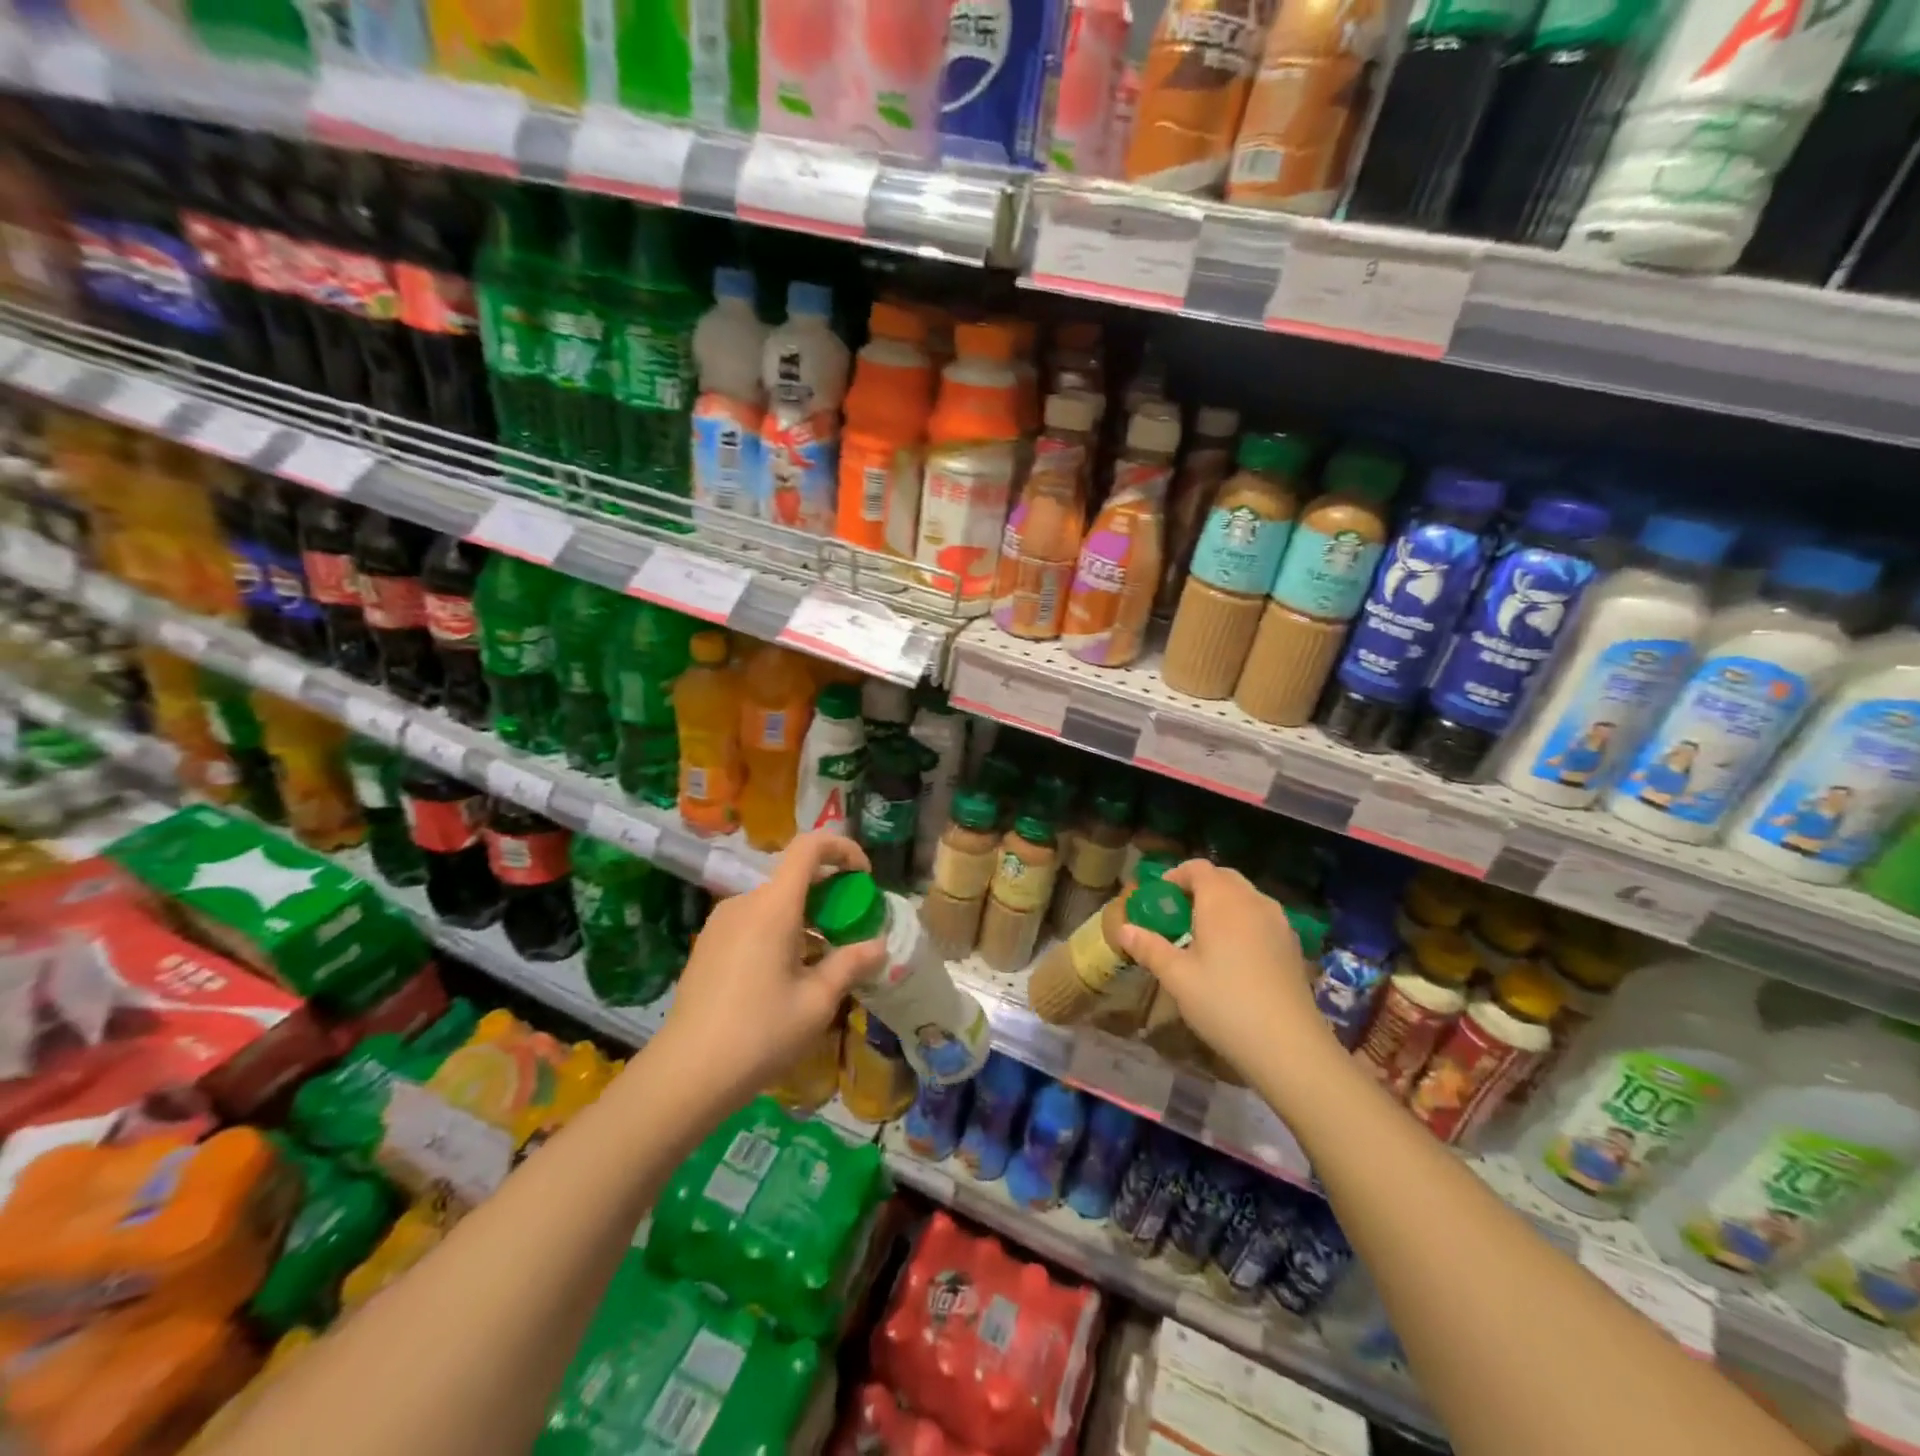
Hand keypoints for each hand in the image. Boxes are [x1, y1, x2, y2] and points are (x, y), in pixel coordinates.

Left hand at [657, 831, 886, 1107]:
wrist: (686, 1074)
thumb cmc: (760, 1033)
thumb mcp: (817, 1002)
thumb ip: (850, 964)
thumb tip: (879, 947)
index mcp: (773, 906)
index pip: (809, 847)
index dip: (842, 849)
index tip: (864, 877)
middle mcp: (744, 903)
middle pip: (793, 876)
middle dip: (829, 892)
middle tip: (851, 928)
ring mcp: (720, 923)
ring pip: (773, 902)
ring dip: (805, 915)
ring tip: (822, 958)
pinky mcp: (707, 945)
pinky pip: (753, 921)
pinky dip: (780, 930)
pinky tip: (787, 974)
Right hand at [1118, 860, 1327, 1079]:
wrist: (1289, 1046)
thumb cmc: (1224, 1003)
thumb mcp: (1177, 977)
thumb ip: (1149, 948)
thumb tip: (1123, 929)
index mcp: (1222, 900)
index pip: (1198, 868)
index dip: (1175, 876)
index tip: (1159, 898)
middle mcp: (1253, 901)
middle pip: (1223, 878)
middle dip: (1199, 888)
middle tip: (1178, 916)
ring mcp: (1279, 922)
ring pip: (1246, 897)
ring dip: (1223, 904)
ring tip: (1204, 936)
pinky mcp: (1292, 944)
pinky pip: (1262, 917)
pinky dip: (1243, 922)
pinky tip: (1234, 956)